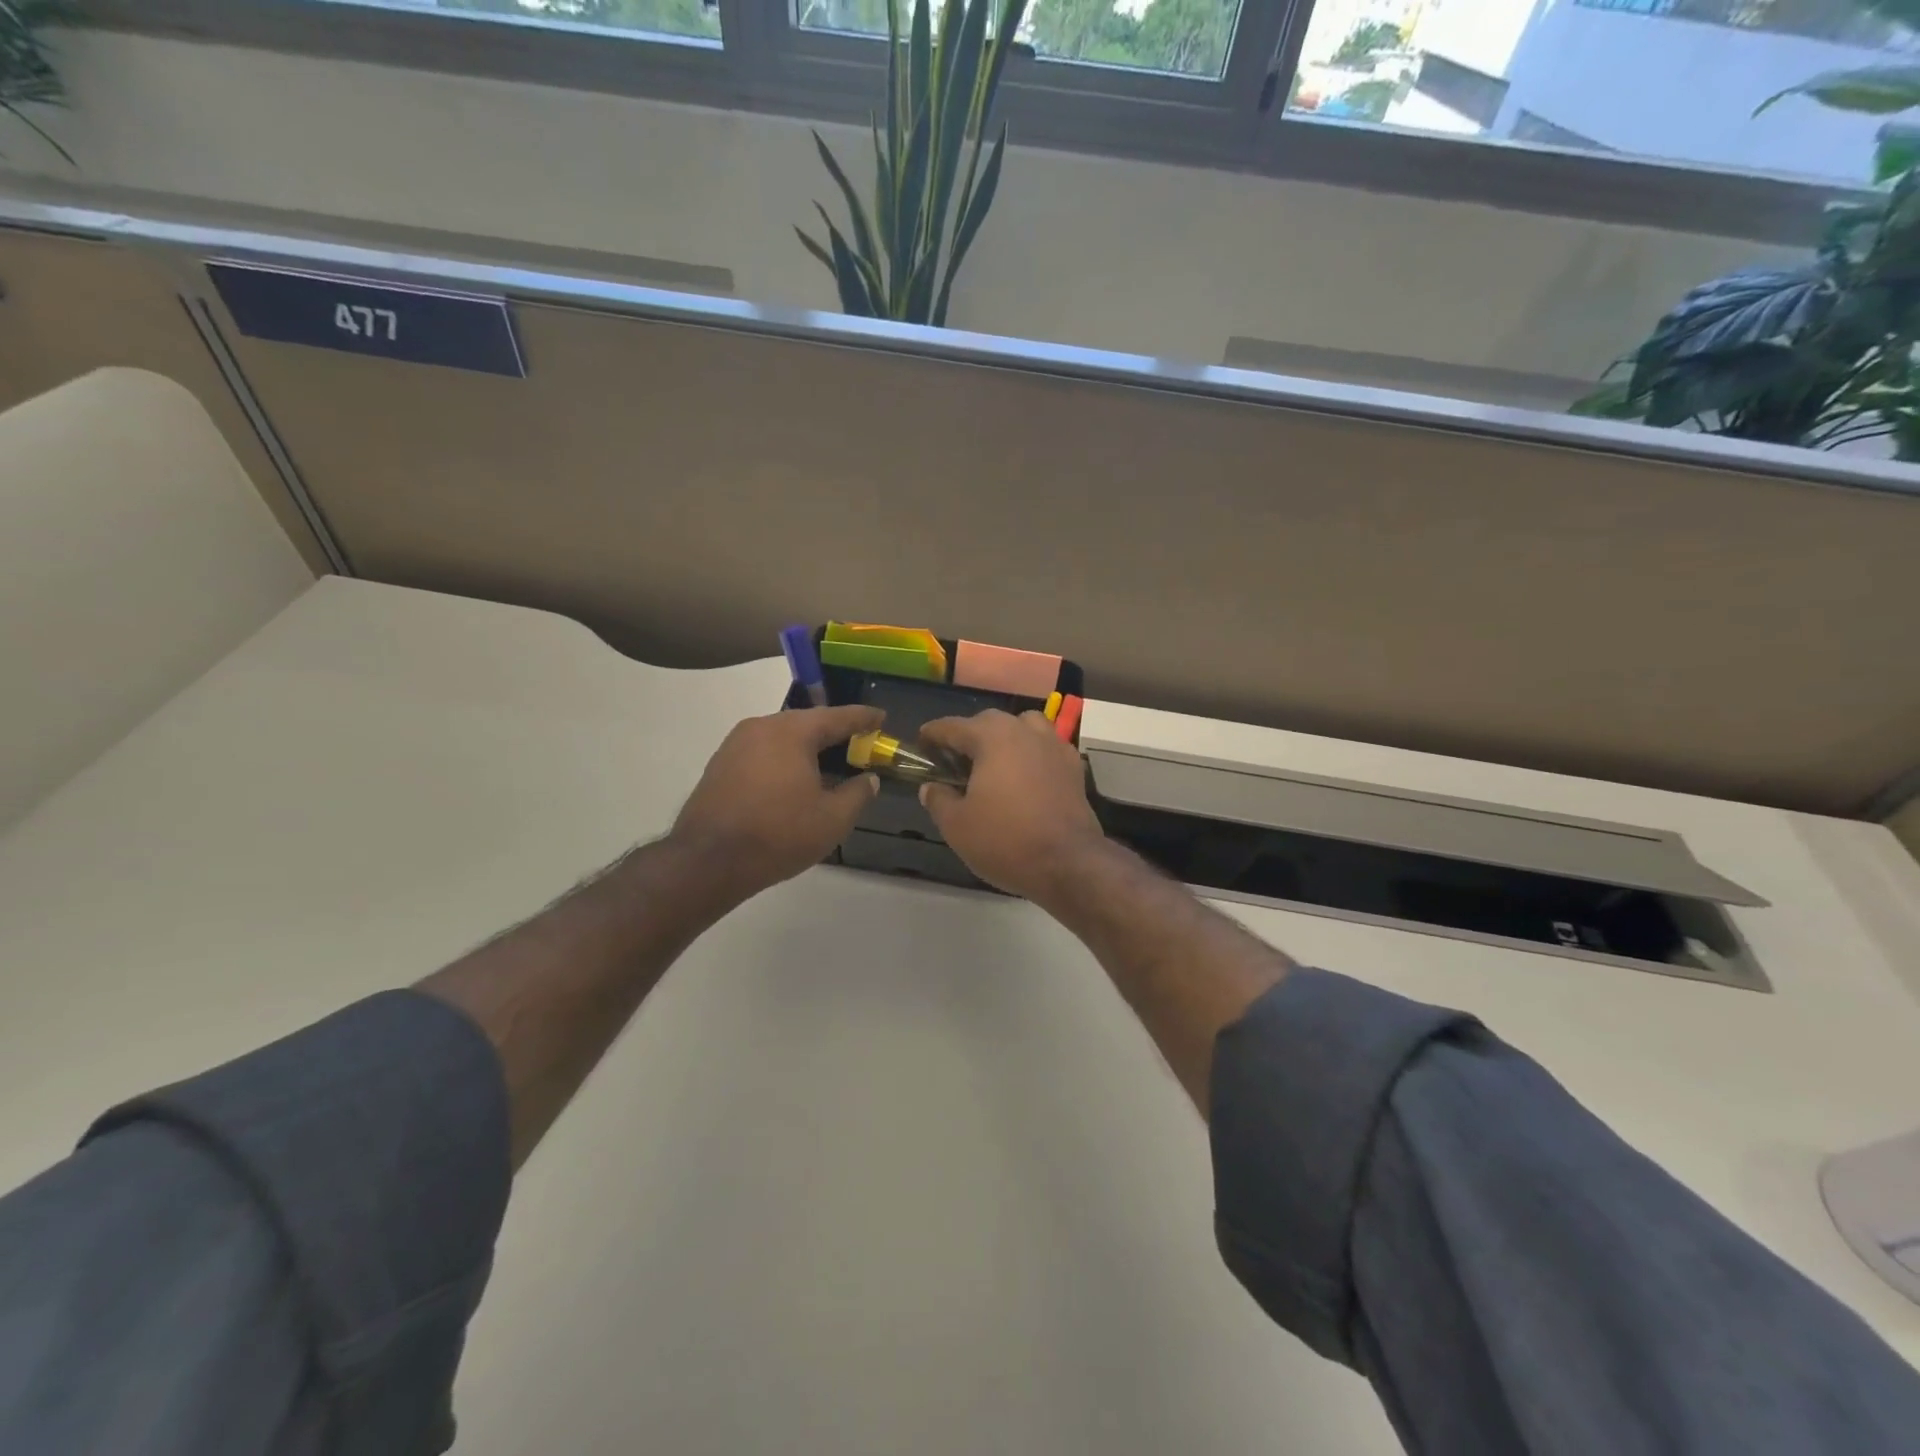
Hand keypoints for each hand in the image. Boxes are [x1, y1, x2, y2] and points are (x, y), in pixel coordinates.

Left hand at [669, 705, 882, 902]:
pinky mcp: (720, 766)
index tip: (882, 717)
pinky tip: (794, 781)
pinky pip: (763, 753)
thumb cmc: (779, 834)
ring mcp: (735, 745)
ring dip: (807, 748)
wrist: (708, 861)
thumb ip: (858, 793)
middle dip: (833, 733)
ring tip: (828, 764)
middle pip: (806, 724)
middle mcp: (761, 727)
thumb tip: (869, 779)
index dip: (863, 718)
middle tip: (858, 743)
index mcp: (792, 731)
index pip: (837, 717)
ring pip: (782, 739)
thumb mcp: (833, 818)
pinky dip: (784, 760)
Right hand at [918, 709, 1107, 902]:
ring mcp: (1054, 746)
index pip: (953, 726)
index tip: (922, 743)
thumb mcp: (957, 826)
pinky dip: (1032, 754)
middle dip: (970, 735)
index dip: (933, 734)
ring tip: (994, 763)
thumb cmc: (1005, 841)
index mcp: (992, 737)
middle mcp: (1025, 731)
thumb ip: (939, 800)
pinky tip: (1026, 777)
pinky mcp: (1074, 768)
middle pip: (990, 721)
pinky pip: (1047, 748)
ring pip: (1024, 727)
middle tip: (955, 760)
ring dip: (1006, 738)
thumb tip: (931, 787)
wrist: (1069, 864)